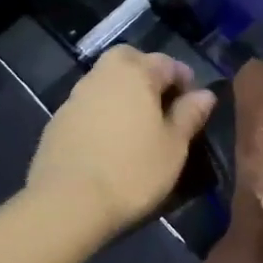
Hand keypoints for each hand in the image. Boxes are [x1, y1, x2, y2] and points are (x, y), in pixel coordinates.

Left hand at [26, 48, 216, 240]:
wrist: (68, 203)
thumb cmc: (132, 172)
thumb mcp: (174, 147)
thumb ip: (189, 115)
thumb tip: (205, 94)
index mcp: (135, 74)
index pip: (166, 62)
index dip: (184, 78)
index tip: (193, 102)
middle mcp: (102, 76)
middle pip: (128, 60)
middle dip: (147, 73)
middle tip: (161, 102)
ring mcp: (75, 98)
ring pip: (104, 81)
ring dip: (122, 93)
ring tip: (137, 125)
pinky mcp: (56, 122)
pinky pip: (88, 106)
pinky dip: (102, 113)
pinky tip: (109, 141)